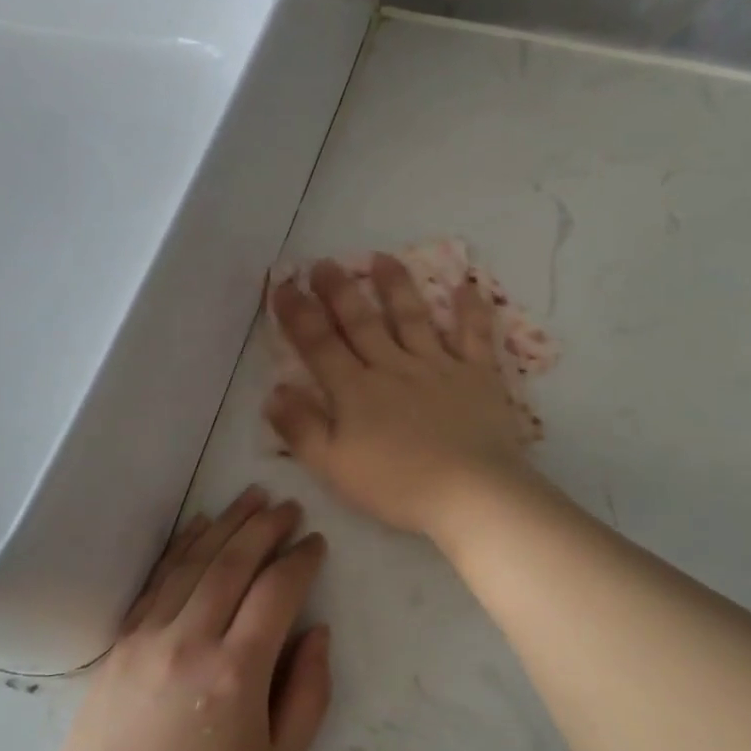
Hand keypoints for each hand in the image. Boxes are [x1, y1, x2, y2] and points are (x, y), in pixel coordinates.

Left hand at [43, 487, 332, 750]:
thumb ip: (309, 693)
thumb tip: (316, 631)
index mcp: (237, 671)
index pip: (277, 591)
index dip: (301, 559)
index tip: (315, 543)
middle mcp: (192, 640)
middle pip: (235, 563)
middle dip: (267, 526)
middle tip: (289, 505)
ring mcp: (150, 637)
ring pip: (196, 561)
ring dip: (228, 523)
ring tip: (253, 497)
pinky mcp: (121, 643)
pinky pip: (157, 580)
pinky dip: (183, 546)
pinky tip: (201, 525)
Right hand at [266, 255, 531, 537]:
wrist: (470, 492)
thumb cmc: (397, 486)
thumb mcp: (334, 467)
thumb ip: (301, 428)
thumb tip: (274, 390)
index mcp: (356, 391)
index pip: (319, 345)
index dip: (298, 314)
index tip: (284, 286)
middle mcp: (394, 367)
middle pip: (361, 322)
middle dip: (340, 291)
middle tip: (325, 263)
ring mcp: (438, 367)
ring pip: (412, 318)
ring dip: (396, 286)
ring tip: (383, 258)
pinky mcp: (477, 375)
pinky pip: (473, 335)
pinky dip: (470, 310)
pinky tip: (466, 286)